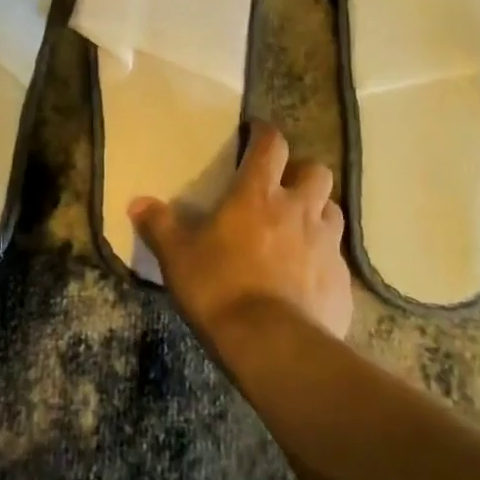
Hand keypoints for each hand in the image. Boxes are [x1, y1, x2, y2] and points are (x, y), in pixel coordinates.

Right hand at [129, 124, 352, 343]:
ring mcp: (326, 244)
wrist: (272, 345)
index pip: (272, 145)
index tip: (257, 134)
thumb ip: (159, 225)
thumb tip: (137, 203)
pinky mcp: (342, 280)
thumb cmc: (219, 288)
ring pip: (333, 211)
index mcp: (258, 194)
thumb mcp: (177, 256)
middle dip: (302, 174)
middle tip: (283, 189)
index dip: (266, 134)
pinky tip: (307, 278)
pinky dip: (323, 259)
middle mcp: (299, 209)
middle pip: (316, 171)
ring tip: (299, 230)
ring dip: (318, 212)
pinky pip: (337, 257)